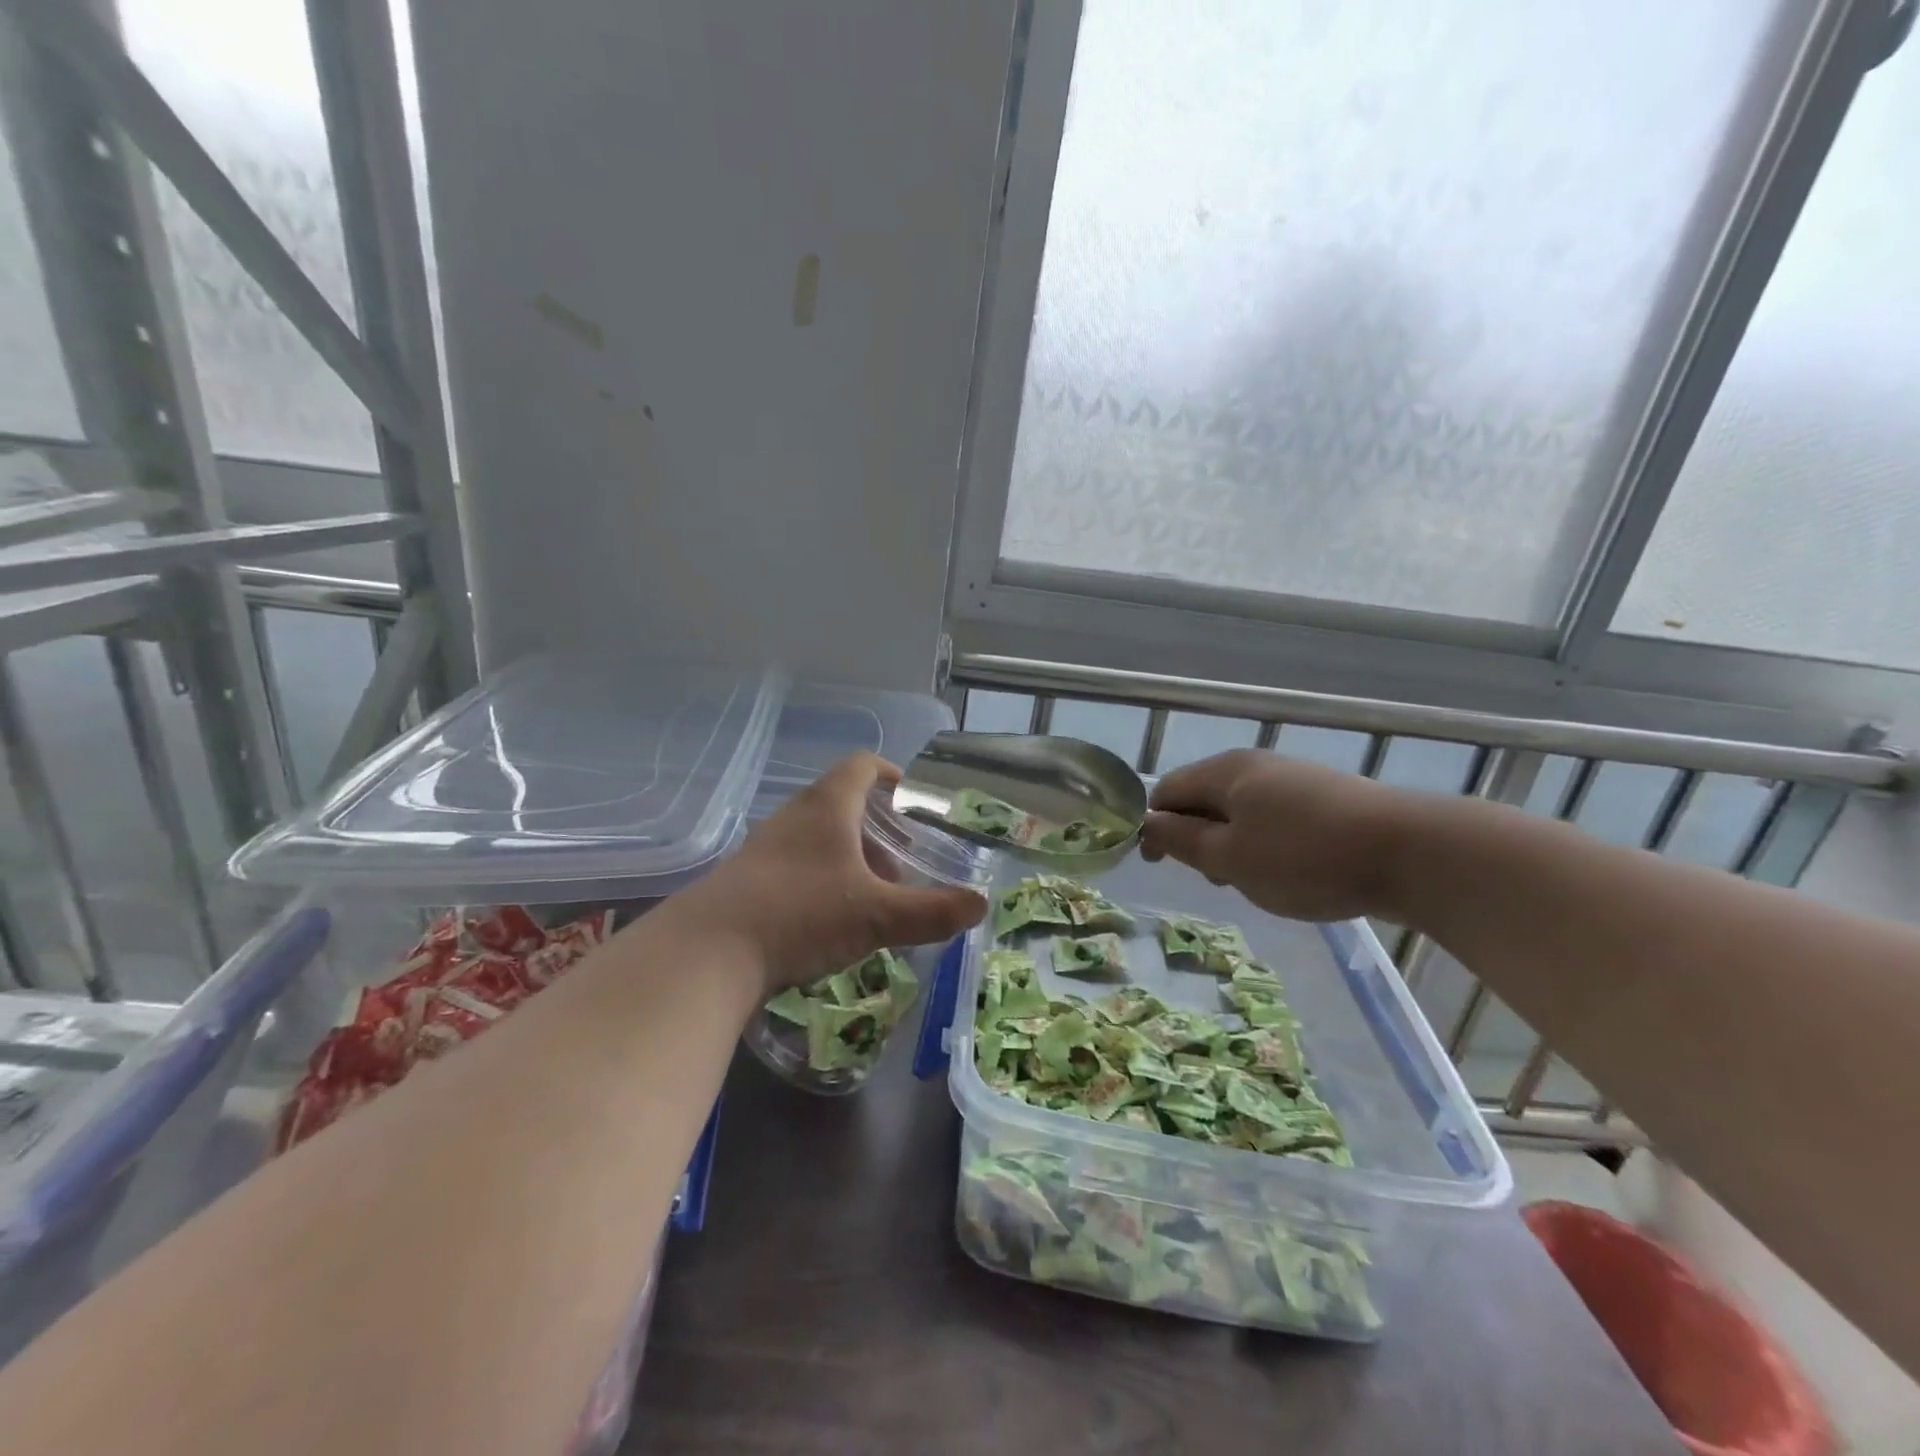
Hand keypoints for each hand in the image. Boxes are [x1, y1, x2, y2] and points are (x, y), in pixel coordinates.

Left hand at [687, 752, 986, 993]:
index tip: (910, 798)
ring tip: (869, 898)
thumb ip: (932, 911)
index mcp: (827, 807)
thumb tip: (980, 905)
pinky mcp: (745, 880)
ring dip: (848, 859)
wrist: (707, 952)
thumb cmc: (801, 914)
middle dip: (876, 831)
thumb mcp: (876, 916)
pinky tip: (828, 922)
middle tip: (900, 865)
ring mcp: (765, 848)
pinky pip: (793, 866)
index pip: (862, 767)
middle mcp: (794, 817)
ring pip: (816, 838)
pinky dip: (820, 881)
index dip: (890, 775)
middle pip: (841, 805)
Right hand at [1141, 749, 1413, 921]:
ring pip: (1240, 810)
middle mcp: (1256, 766)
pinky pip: (1273, 816)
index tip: (1158, 864)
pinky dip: (1264, 842)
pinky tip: (1288, 871)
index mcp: (1225, 772)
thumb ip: (1182, 840)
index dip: (1153, 825)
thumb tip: (1146, 823)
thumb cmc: (1305, 857)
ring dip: (1231, 843)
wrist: (1411, 852)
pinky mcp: (1324, 798)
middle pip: (1204, 797)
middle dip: (1195, 836)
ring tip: (1251, 880)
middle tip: (1212, 878)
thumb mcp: (1230, 857)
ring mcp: (1294, 779)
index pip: (1167, 790)